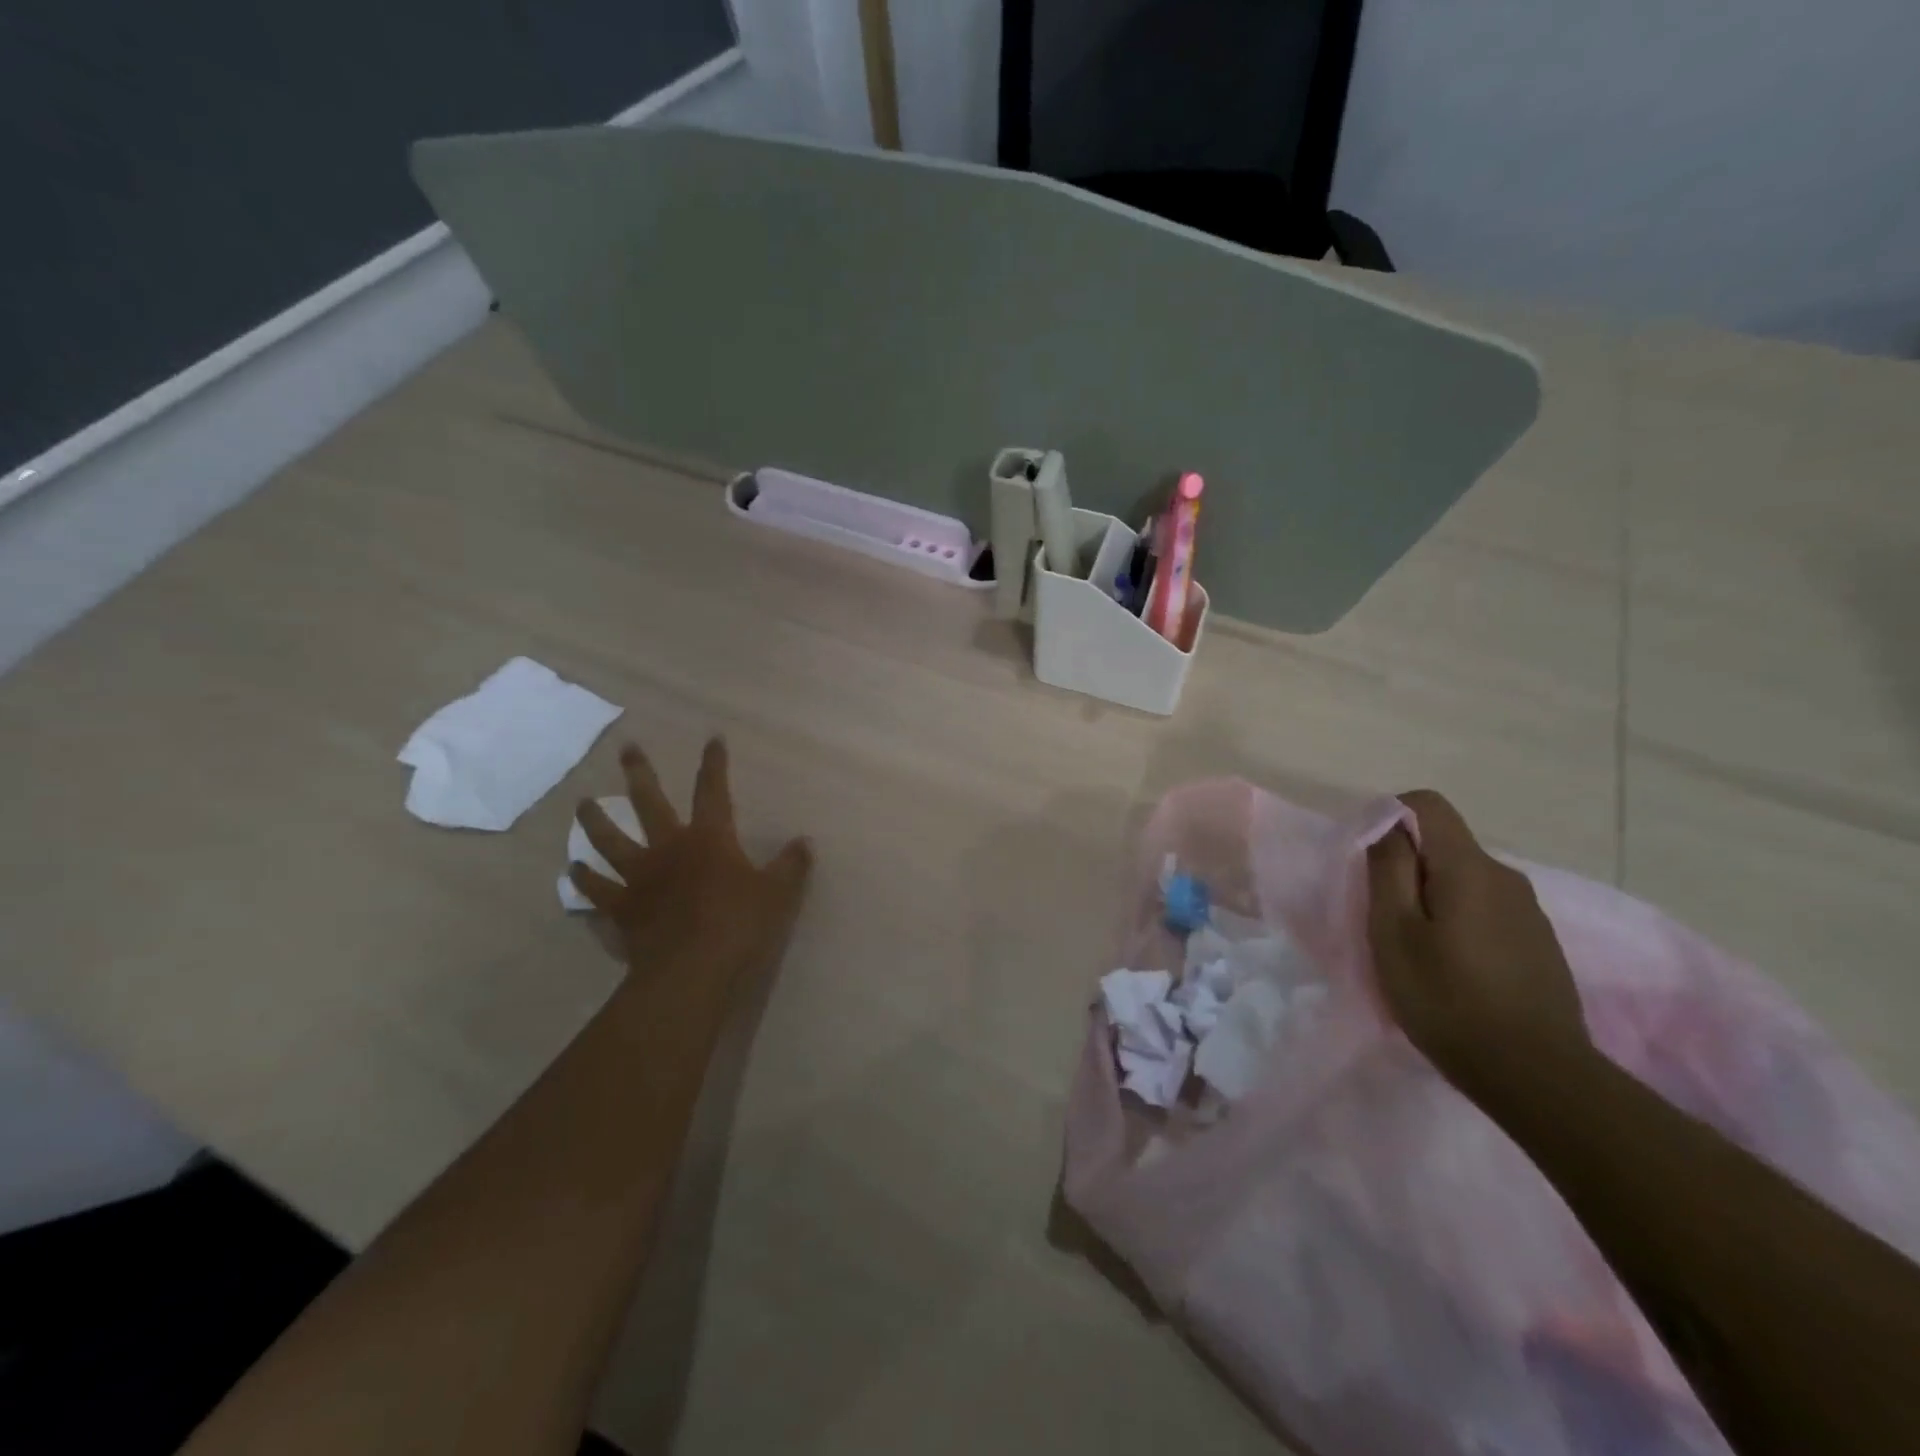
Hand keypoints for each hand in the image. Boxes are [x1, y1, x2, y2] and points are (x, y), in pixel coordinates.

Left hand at [569, 739, 812, 997]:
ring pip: (611, 840)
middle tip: (627, 749)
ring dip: (596, 820)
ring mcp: (640, 877)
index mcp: (709, 838)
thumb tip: (805, 842)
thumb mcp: (778, 894)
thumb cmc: (739, 925)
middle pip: (649, 803)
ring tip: (582, 804)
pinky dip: (585, 879)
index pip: (713, 791)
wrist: (692, 970)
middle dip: (639, 773)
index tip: (712, 739)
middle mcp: (669, 848)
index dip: (714, 764)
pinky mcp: (623, 907)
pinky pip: (598, 889)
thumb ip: (791, 865)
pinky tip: (574, 869)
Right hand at [1366, 790, 1591, 1098]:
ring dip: (1433, 898)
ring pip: (1465, 880)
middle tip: (1383, 917)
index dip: (1389, 817)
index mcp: (1468, 867)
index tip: (1369, 860)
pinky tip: (1453, 969)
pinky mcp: (1539, 943)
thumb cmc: (1447, 998)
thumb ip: (1388, 869)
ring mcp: (1529, 911)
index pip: (1427, 804)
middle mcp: (1505, 876)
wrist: (1536, 1076)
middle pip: (1445, 845)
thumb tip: (1387, 826)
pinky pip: (1486, 909)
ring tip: (1416, 949)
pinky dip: (1459, 921)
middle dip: (1407, 867)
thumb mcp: (1394, 931)